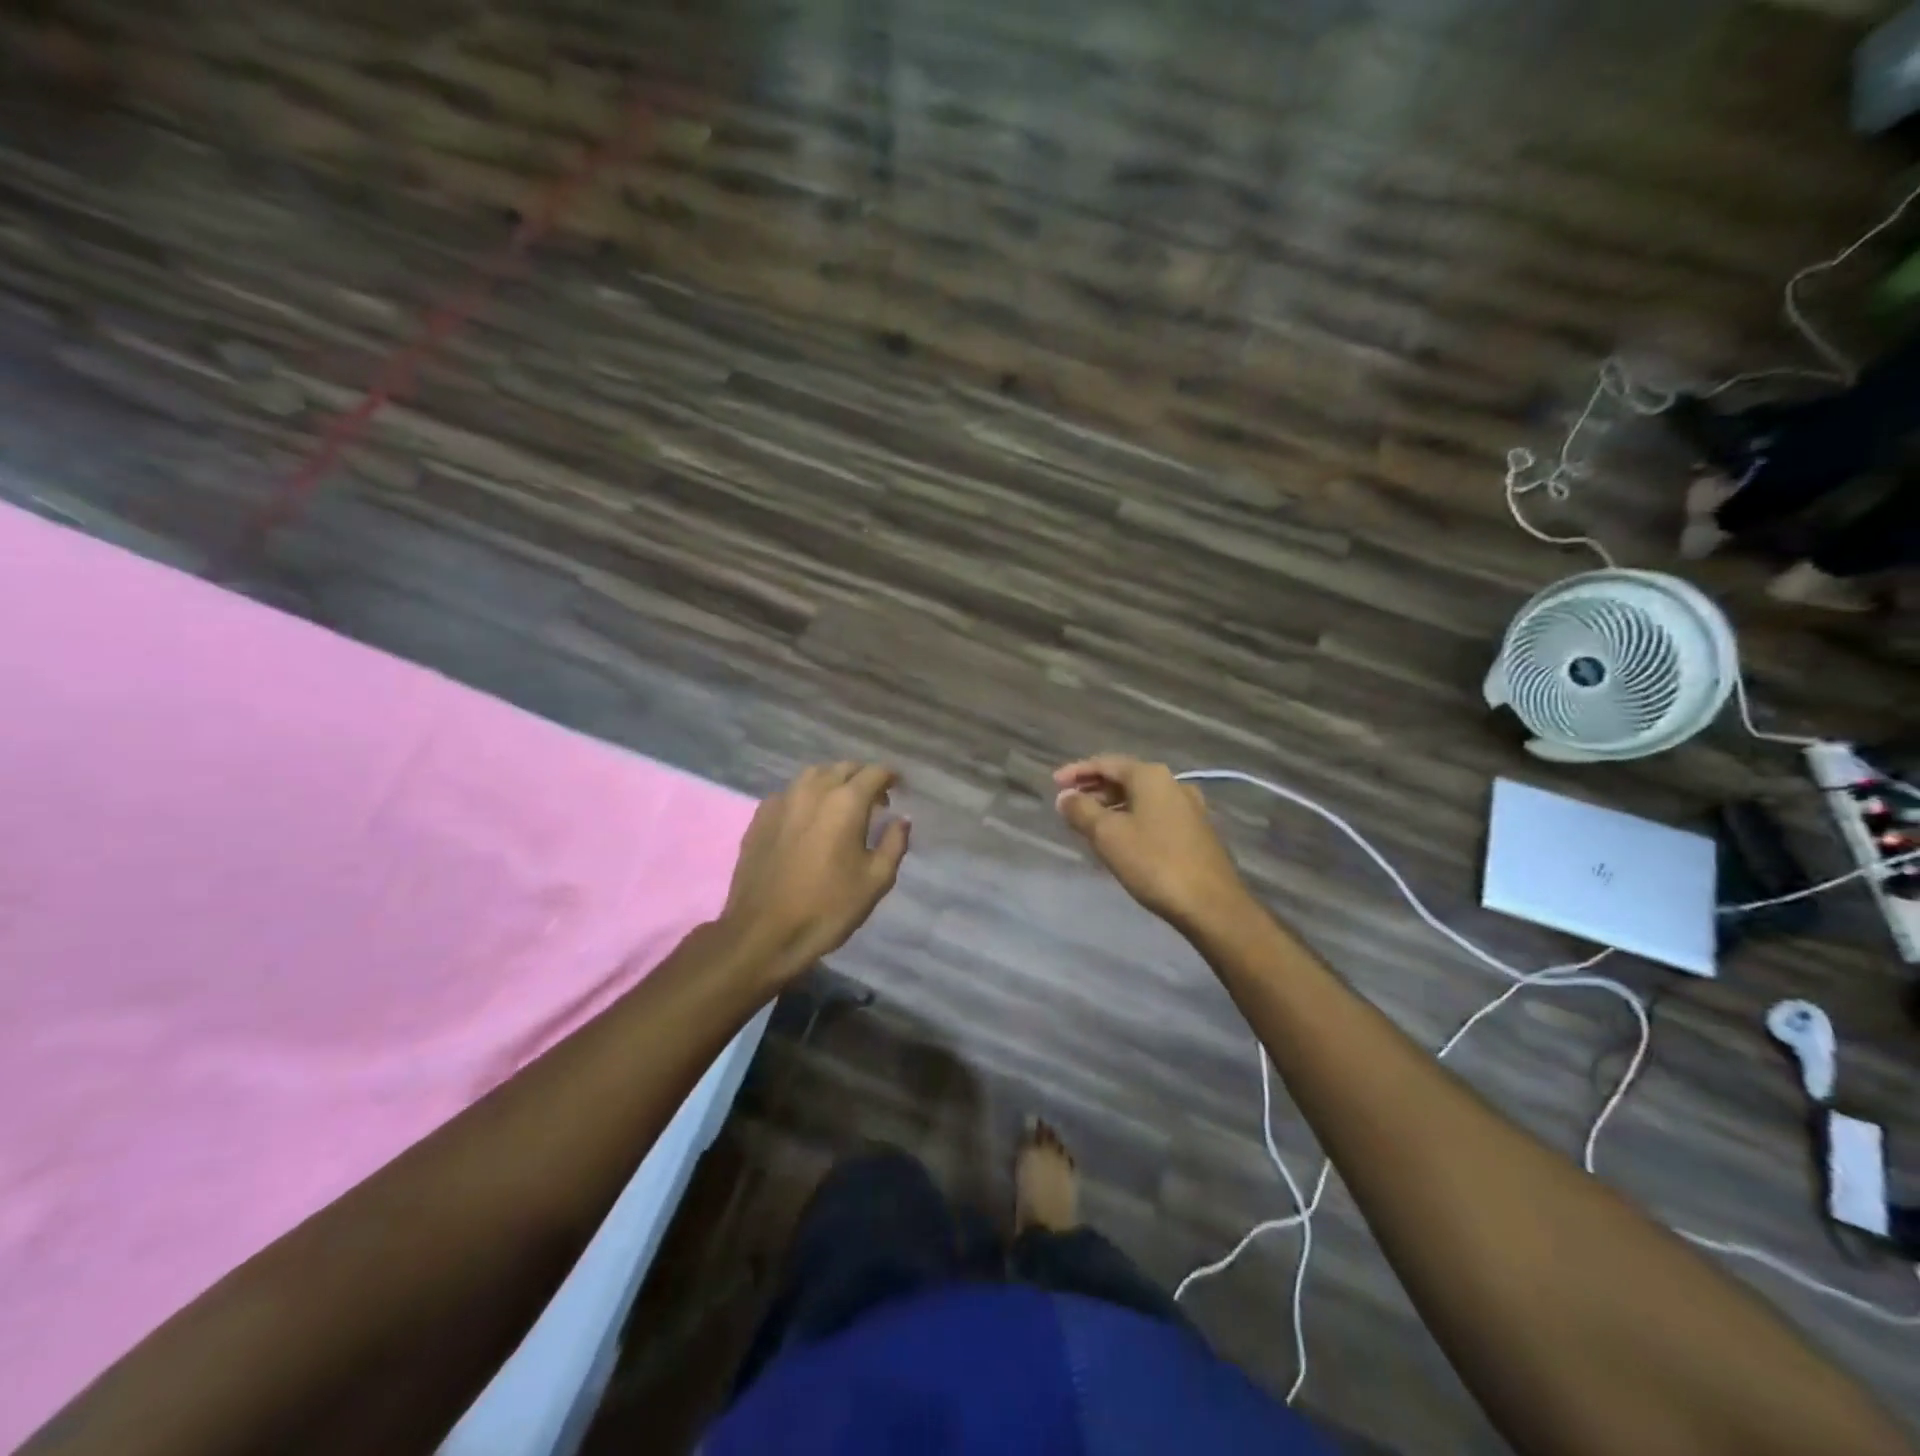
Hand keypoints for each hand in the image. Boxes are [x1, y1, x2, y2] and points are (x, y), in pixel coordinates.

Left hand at [718, 762, 909, 983]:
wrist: (764, 933)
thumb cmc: (828, 908)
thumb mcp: (875, 880)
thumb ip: (894, 843)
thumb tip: (902, 819)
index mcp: (846, 802)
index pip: (874, 772)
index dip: (890, 777)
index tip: (899, 787)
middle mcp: (813, 790)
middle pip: (843, 768)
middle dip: (862, 777)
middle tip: (874, 800)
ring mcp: (782, 800)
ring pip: (813, 775)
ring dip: (832, 782)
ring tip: (840, 805)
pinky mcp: (760, 816)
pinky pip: (789, 793)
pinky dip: (806, 796)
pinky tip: (808, 820)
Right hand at [1053, 755, 1253, 931]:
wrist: (1210, 904)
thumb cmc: (1153, 862)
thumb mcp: (1107, 835)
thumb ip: (1081, 810)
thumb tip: (1065, 797)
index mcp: (1150, 776)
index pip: (1106, 763)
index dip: (1077, 772)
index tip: (1054, 784)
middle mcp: (1172, 784)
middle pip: (1124, 778)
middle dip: (1094, 789)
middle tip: (1068, 804)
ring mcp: (1189, 808)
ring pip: (1140, 798)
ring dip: (1112, 806)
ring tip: (1088, 823)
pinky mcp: (1196, 831)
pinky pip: (1154, 815)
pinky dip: (1131, 818)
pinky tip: (1119, 838)